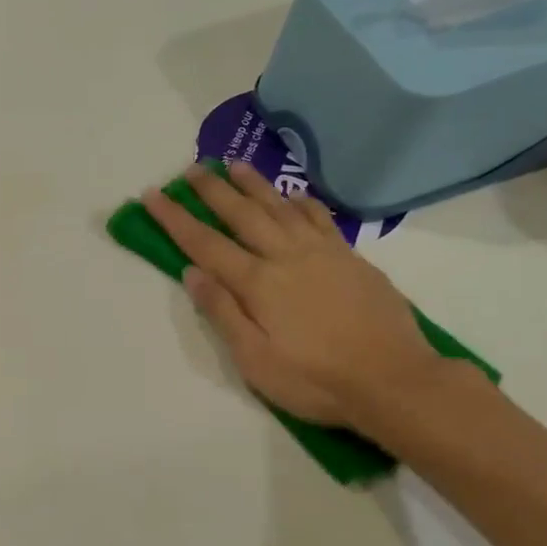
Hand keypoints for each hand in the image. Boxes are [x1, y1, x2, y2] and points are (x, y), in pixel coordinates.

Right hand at [141, 162, 447, 429]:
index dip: (175, 218)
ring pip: (280, 208)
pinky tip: (293, 195)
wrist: (394, 380)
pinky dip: (302, 202)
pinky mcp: (351, 258)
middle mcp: (286, 256)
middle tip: (191, 169)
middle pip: (242, 214)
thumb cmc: (315, 380)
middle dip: (212, 191)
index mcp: (257, 283)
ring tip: (234, 165)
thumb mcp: (255, 361)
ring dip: (253, 185)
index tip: (153, 195)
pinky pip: (320, 218)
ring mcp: (322, 253)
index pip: (205, 243)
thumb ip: (223, 313)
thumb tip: (192, 273)